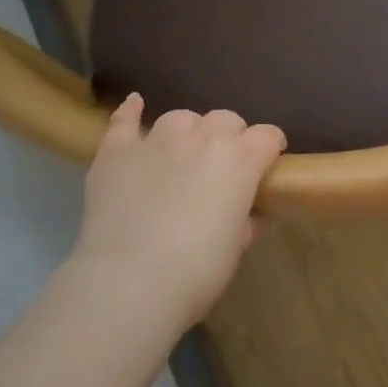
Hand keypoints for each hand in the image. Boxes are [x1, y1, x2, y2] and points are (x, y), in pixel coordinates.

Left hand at [73, 94, 285, 327]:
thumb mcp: (237, 248)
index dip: (270, 148)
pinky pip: (125, 120)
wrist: (129, 283)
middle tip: (223, 167)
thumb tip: (257, 214)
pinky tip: (135, 104)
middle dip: (230, 137)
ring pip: (181, 118)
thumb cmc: (196, 271)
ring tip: (183, 152)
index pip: (267, 136)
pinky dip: (131, 112)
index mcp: (239, 160)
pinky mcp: (117, 152)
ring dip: (188, 131)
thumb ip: (249, 221)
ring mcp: (157, 141)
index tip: (268, 165)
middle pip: (226, 119)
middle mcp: (202, 139)